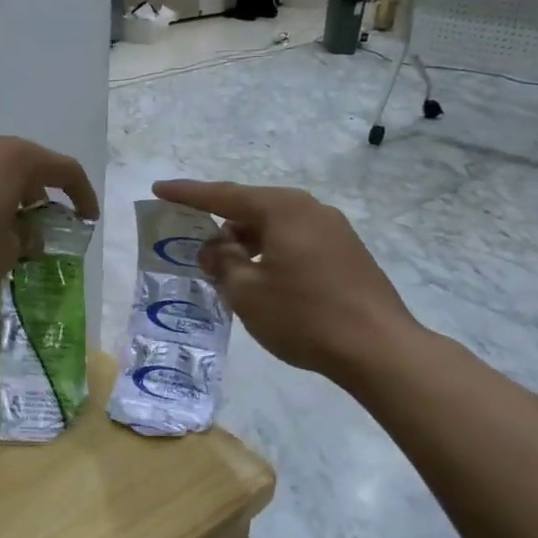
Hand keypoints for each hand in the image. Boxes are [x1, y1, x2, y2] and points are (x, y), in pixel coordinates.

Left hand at [0, 128, 99, 295]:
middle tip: (40, 229)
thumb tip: (28, 234)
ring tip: (2, 229)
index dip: (82, 194)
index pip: (64, 169)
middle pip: (25, 165)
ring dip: (5, 195)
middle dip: (38, 197)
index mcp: (15, 157)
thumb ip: (27, 238)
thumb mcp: (5, 252)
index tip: (87, 218)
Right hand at [152, 180, 414, 378]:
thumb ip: (222, 262)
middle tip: (193, 241)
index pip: (224, 195)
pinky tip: (262, 279)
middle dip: (220, 223)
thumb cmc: (303, 316)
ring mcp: (335, 230)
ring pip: (276, 227)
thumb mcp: (246, 292)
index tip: (159, 188)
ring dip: (247, 242)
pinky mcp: (347, 254)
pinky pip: (296, 242)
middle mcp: (311, 209)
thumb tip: (214, 248)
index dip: (188, 194)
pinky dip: (271, 252)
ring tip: (226, 268)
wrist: (378, 348)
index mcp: (283, 209)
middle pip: (253, 208)